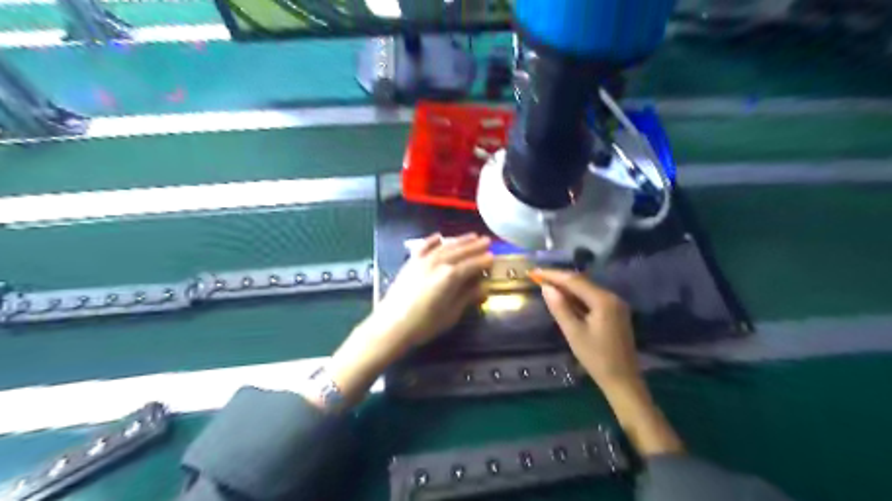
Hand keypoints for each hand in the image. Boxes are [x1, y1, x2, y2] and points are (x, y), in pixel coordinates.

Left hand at [322, 233, 489, 409]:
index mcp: (450, 276)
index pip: (472, 265)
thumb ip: (467, 297)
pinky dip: (432, 241)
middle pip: (460, 251)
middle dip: (475, 246)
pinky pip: (424, 247)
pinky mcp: (411, 263)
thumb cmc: (424, 324)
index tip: (493, 257)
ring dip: (459, 240)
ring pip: (445, 246)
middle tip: (487, 240)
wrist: (392, 325)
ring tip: (471, 236)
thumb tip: (483, 288)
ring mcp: (423, 261)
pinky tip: (439, 237)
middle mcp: (438, 263)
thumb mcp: (451, 314)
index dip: (483, 261)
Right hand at [528, 271, 640, 391]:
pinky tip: (564, 298)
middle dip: (559, 278)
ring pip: (587, 289)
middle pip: (582, 281)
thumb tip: (546, 287)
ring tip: (546, 285)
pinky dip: (576, 296)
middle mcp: (612, 297)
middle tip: (537, 277)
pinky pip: (592, 297)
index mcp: (603, 300)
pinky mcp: (615, 312)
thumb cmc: (596, 358)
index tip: (534, 272)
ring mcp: (615, 304)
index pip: (574, 280)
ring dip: (567, 287)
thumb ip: (560, 308)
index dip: (553, 275)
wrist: (623, 381)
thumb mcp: (574, 333)